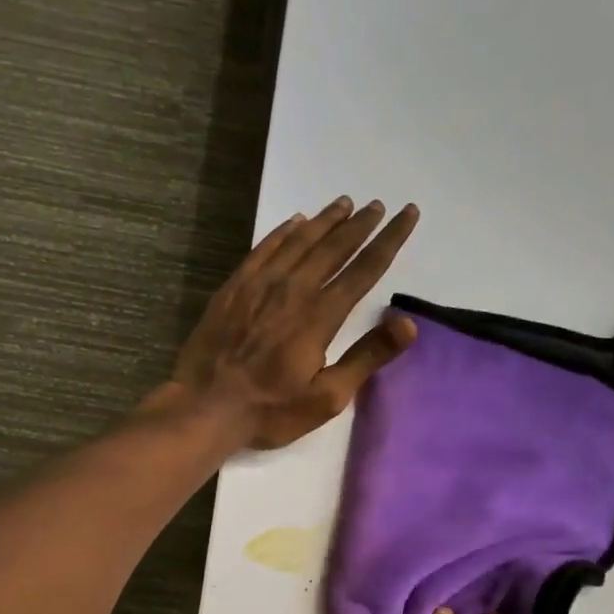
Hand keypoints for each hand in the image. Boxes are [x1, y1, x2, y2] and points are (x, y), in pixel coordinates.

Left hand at [171, 196, 419, 449]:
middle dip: (360, 225)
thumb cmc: (271, 409)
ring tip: (345, 203)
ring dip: (325, 221)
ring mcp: (259, 285)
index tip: (408, 214)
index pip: (364, 269)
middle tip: (378, 205)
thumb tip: (408, 324)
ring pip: (299, 241)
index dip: (389, 240)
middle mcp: (293, 289)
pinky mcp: (234, 287)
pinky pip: (264, 248)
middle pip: (334, 247)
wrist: (205, 406)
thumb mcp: (327, 397)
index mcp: (320, 316)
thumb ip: (367, 357)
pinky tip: (295, 222)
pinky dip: (284, 231)